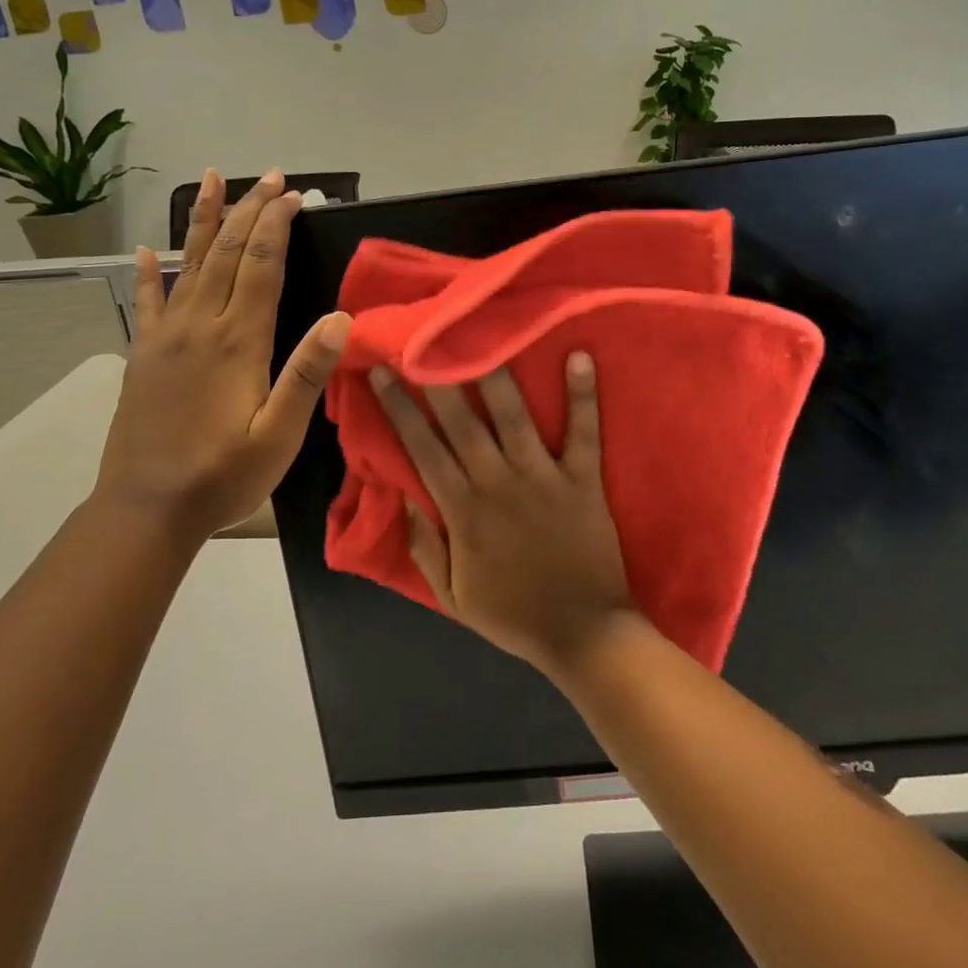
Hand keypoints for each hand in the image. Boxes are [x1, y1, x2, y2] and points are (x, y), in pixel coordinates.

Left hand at [94, 169, 350, 547]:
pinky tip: (145, 252)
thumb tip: (340, 319)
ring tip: (210, 180)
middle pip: (226, 253)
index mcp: (237, 341)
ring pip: (188, 264)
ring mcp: (165, 338)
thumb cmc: (223, 475)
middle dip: (249, 210)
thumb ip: (307, 374)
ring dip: (203, 220)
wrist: (147, 509)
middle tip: (269, 177)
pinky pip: (147, 302)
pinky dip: (149, 273)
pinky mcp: (143, 356)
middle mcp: (199, 327)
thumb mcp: (279, 435)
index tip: (293, 195)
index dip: (276, 225)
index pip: (261, 266)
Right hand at [370, 354, 639, 676]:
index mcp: (463, 511)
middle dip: (436, 379)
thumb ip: (425, 547)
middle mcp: (497, 483)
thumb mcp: (453, 596)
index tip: (383, 373)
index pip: (422, 450)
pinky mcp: (582, 480)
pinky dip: (583, 395)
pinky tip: (579, 356)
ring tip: (484, 334)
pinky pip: (583, 432)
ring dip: (497, 375)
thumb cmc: (514, 615)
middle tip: (420, 338)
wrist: (584, 634)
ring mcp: (543, 477)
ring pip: (514, 417)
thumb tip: (404, 498)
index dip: (399, 409)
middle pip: (461, 423)